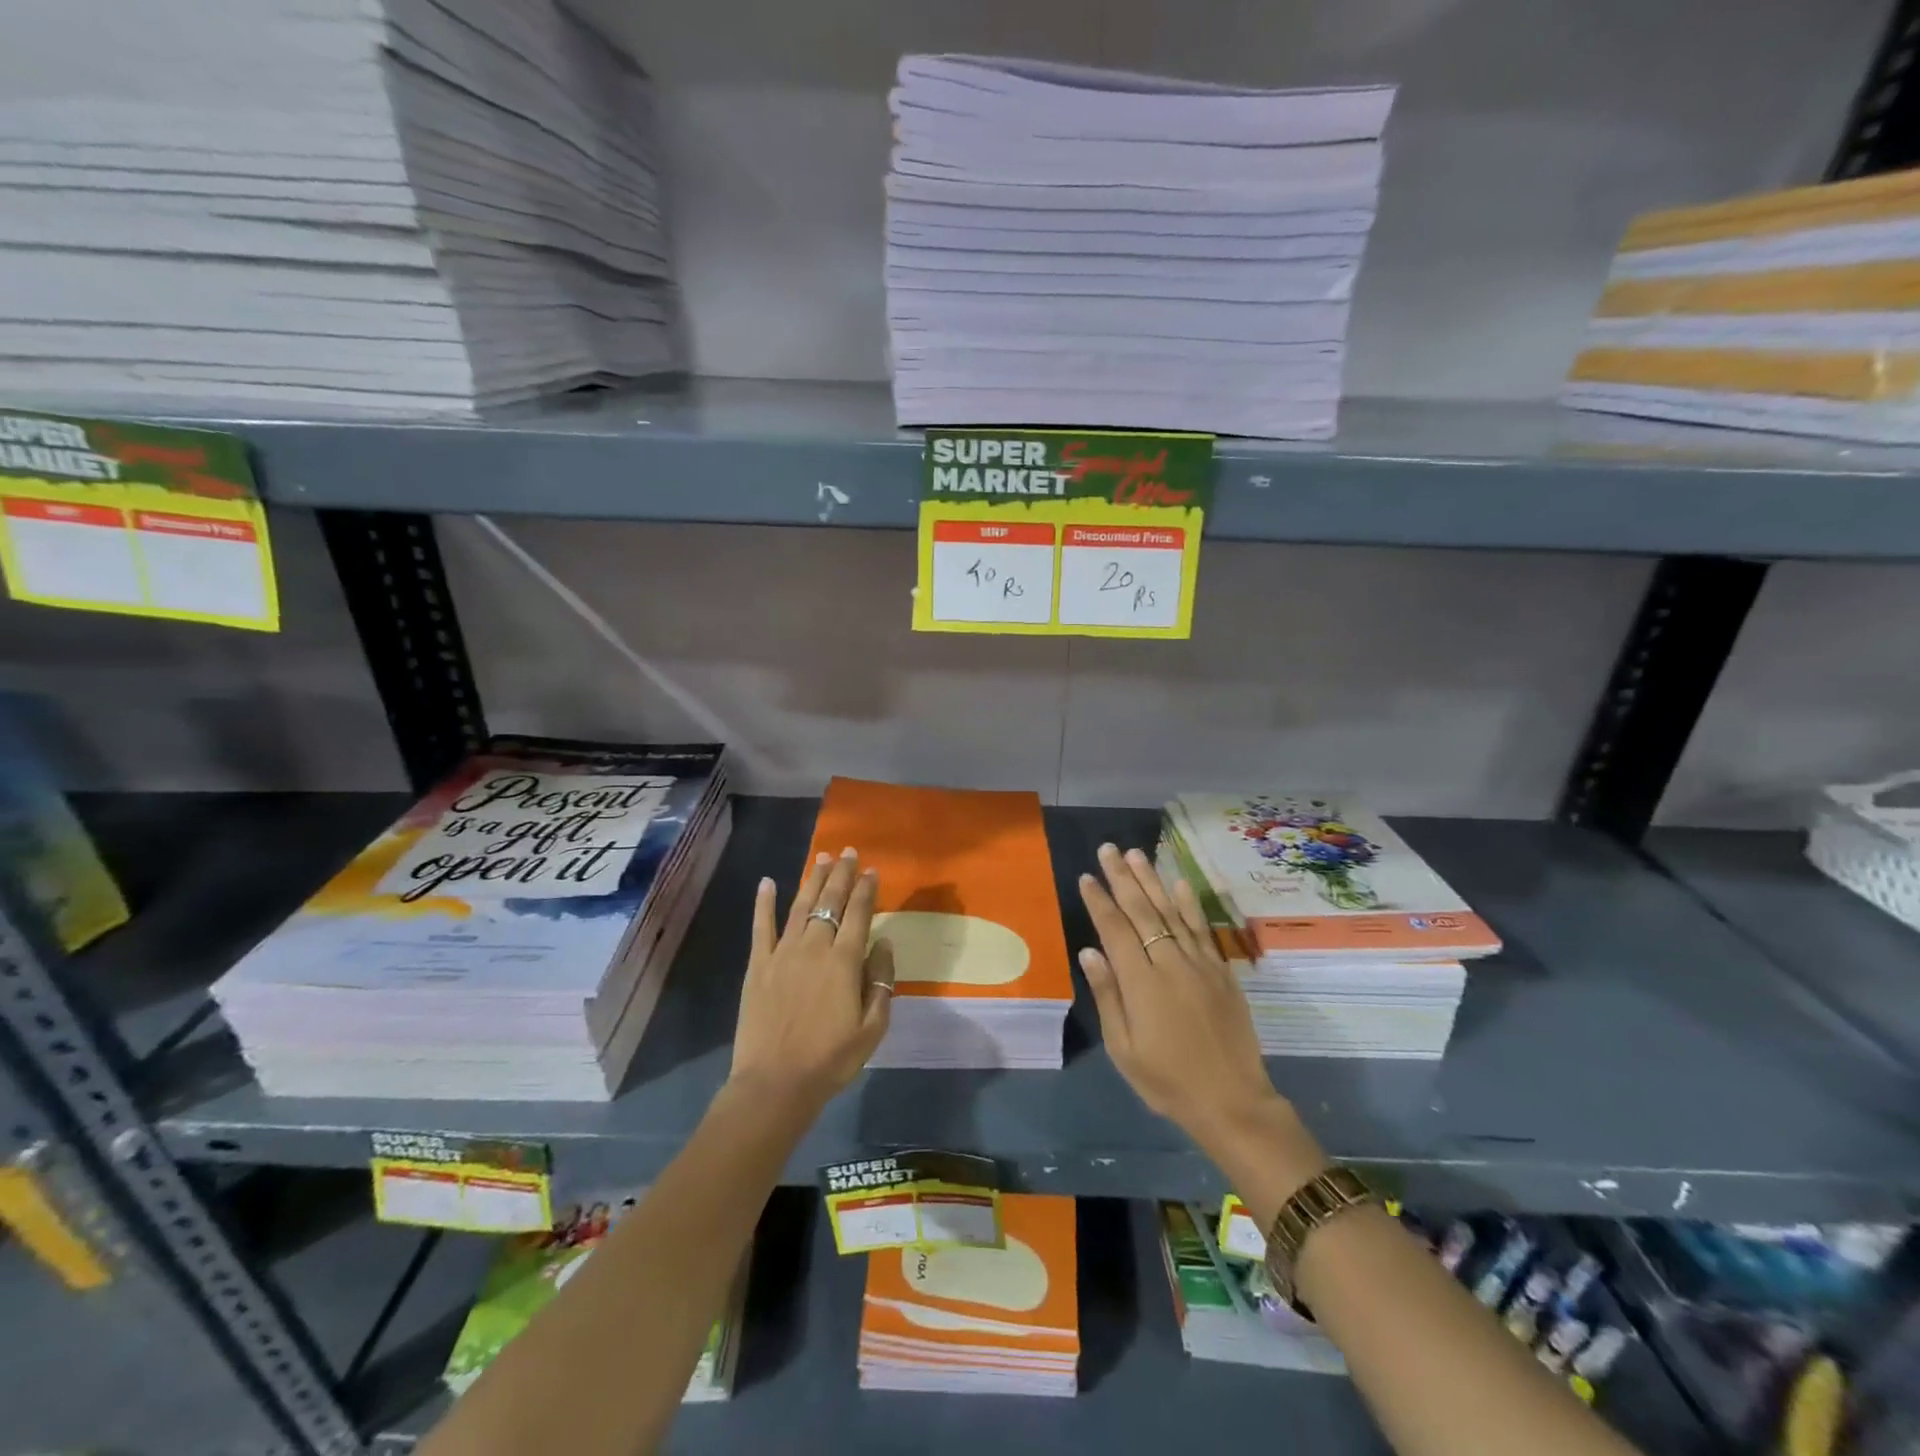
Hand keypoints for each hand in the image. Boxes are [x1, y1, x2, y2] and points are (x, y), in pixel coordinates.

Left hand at [729, 848, 894, 1109]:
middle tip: (848, 852)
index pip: (859, 914)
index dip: (866, 890)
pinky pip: (761, 928)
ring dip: (812, 880)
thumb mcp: (872, 1028)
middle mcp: (814, 948)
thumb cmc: (831, 1060)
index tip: (871, 870)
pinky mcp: (758, 966)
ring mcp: (782, 954)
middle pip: (830, 902)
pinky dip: (764, 903)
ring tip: (822, 858)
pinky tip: (767, 882)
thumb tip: (883, 944)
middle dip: (841, 874)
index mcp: (845, 962)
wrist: (775, 1084)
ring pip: (800, 906)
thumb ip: (881, 982)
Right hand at [1077, 844, 1304, 1164]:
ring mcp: (1199, 963)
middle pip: (1142, 911)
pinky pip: (1201, 928)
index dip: (1099, 901)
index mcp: (1141, 983)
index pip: (1115, 930)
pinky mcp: (1221, 970)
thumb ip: (1107, 995)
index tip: (1087, 876)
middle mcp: (1170, 963)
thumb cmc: (1167, 1080)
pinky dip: (1189, 903)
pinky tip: (1180, 883)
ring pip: (1172, 911)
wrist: (1232, 1101)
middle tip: (1108, 849)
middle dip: (1122, 878)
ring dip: (1152, 880)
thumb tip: (1089, 951)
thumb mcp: (1124, 1048)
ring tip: (1136, 854)